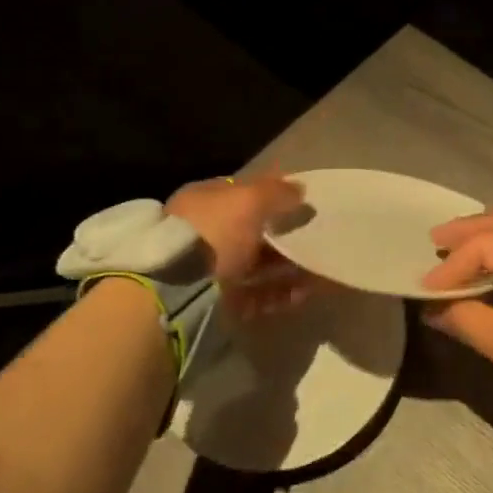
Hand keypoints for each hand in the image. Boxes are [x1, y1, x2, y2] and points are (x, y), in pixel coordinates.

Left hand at [167, 172, 313, 317]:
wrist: (177, 292)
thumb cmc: (213, 233)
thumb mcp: (249, 200)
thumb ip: (276, 192)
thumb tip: (299, 188)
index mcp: (203, 201)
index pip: (240, 192)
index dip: (269, 194)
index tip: (299, 201)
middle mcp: (203, 234)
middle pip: (249, 231)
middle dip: (282, 235)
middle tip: (312, 237)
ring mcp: (209, 270)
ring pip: (256, 265)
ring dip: (286, 267)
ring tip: (316, 269)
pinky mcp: (217, 303)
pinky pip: (256, 295)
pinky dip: (279, 294)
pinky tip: (303, 293)